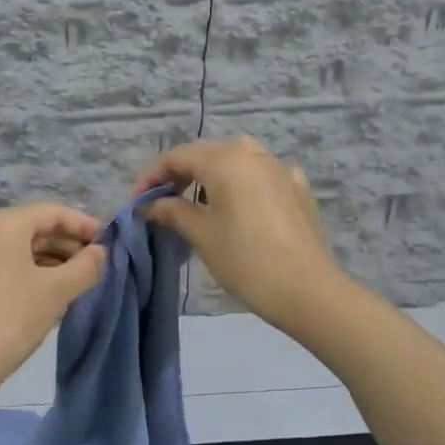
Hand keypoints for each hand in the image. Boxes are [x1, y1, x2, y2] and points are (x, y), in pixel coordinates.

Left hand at [0, 204, 107, 384]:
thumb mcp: (57, 289)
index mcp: (4, 222)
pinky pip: (15, 263)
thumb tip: (101, 252)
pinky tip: (61, 290)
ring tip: (86, 279)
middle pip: (39, 227)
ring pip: (27, 247)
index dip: (85, 225)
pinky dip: (39, 271)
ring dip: (57, 260)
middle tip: (102, 264)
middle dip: (71, 244)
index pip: (54, 213)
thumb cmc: (13, 316)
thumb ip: (85, 266)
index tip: (111, 242)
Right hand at [133, 137, 346, 332]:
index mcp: (225, 160)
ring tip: (198, 201)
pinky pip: (262, 174)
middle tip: (160, 201)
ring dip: (211, 174)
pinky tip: (242, 201)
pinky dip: (244, 182)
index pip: (177, 157)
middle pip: (205, 154)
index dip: (151, 176)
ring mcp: (279, 168)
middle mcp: (252, 154)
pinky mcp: (297, 188)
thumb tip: (149, 204)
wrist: (307, 291)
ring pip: (235, 159)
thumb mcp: (201, 235)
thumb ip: (172, 211)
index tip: (136, 201)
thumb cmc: (246, 260)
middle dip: (179, 174)